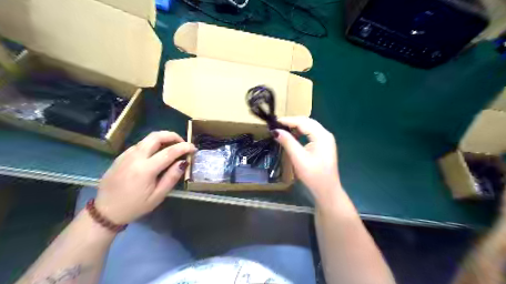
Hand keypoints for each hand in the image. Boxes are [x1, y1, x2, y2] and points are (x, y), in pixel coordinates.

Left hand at [95, 131, 195, 223]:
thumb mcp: (157, 196)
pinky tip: (155, 154)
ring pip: (147, 138)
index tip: (193, 148)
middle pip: (156, 136)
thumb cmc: (135, 206)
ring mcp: (126, 155)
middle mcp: (135, 157)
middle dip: (172, 135)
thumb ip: (171, 178)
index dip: (184, 147)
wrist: (105, 211)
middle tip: (182, 143)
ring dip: (162, 139)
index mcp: (145, 169)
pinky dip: (152, 144)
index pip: (169, 151)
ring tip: (171, 148)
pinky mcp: (121, 156)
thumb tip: (183, 162)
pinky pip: (139, 144)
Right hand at [275, 118, 341, 203]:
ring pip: (309, 127)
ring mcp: (326, 139)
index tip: (274, 122)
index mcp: (322, 136)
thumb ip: (288, 142)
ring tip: (283, 130)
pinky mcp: (323, 145)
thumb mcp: (298, 158)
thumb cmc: (313, 175)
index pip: (303, 122)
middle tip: (277, 125)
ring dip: (296, 127)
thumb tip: (275, 131)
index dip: (288, 120)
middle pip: (307, 122)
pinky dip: (301, 133)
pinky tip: (293, 137)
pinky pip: (311, 134)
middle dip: (292, 122)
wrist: (327, 190)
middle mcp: (325, 134)